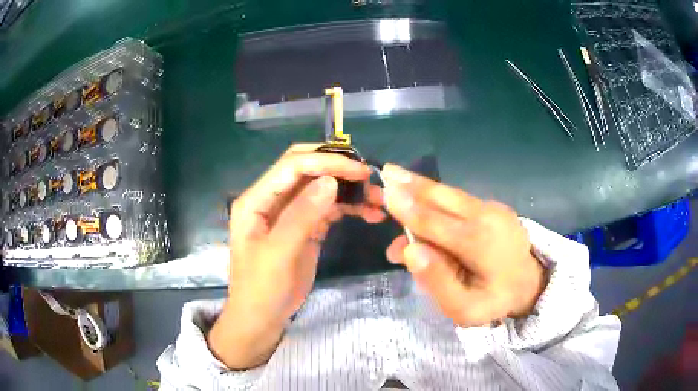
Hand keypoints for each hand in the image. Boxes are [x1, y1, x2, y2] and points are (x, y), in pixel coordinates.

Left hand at [208, 144, 383, 368]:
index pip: (292, 166)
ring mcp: (290, 212)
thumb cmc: (261, 289)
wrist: (262, 318)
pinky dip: (349, 207)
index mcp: (256, 200)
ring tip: (377, 199)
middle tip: (370, 178)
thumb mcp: (278, 254)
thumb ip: (302, 215)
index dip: (325, 161)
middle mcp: (272, 199)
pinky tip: (369, 213)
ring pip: (322, 188)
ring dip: (349, 189)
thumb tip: (331, 181)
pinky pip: (329, 208)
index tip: (358, 170)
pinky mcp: (306, 227)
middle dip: (338, 169)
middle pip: (307, 170)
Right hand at [382, 164, 545, 327]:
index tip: (385, 192)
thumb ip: (438, 282)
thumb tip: (410, 251)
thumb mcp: (465, 309)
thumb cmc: (493, 300)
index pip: (436, 223)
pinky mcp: (493, 205)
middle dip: (412, 185)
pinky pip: (459, 200)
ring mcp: (493, 207)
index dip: (408, 209)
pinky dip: (436, 200)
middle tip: (386, 170)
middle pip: (443, 198)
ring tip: (396, 176)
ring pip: (450, 195)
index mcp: (481, 244)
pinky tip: (420, 199)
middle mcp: (488, 217)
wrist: (529, 282)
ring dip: (421, 190)